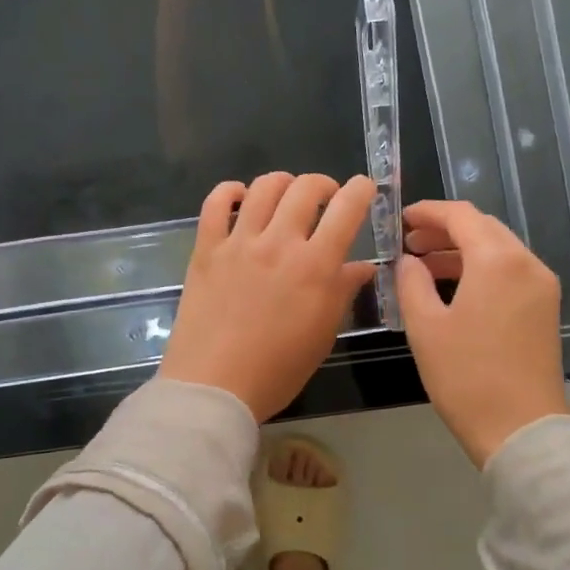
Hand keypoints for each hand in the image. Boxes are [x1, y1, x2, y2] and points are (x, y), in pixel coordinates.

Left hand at [161, 173, 377, 420]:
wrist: (214, 386)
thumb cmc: (277, 370)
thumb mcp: (323, 334)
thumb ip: (343, 292)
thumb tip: (362, 265)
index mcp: (315, 266)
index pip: (346, 209)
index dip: (360, 190)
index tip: (363, 188)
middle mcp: (279, 243)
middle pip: (305, 188)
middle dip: (324, 184)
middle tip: (326, 198)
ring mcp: (239, 243)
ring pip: (264, 188)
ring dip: (283, 183)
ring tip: (286, 195)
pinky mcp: (206, 249)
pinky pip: (215, 203)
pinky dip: (230, 191)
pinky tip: (240, 197)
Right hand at [396, 200, 569, 466]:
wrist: (520, 429)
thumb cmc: (466, 376)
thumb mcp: (425, 326)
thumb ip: (411, 282)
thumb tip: (408, 261)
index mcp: (497, 260)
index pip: (461, 215)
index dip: (428, 212)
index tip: (400, 219)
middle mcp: (527, 263)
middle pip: (484, 228)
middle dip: (444, 230)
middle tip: (408, 243)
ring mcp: (541, 286)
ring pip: (498, 250)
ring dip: (461, 251)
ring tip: (423, 266)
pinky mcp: (545, 309)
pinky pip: (510, 272)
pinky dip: (480, 269)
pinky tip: (452, 289)